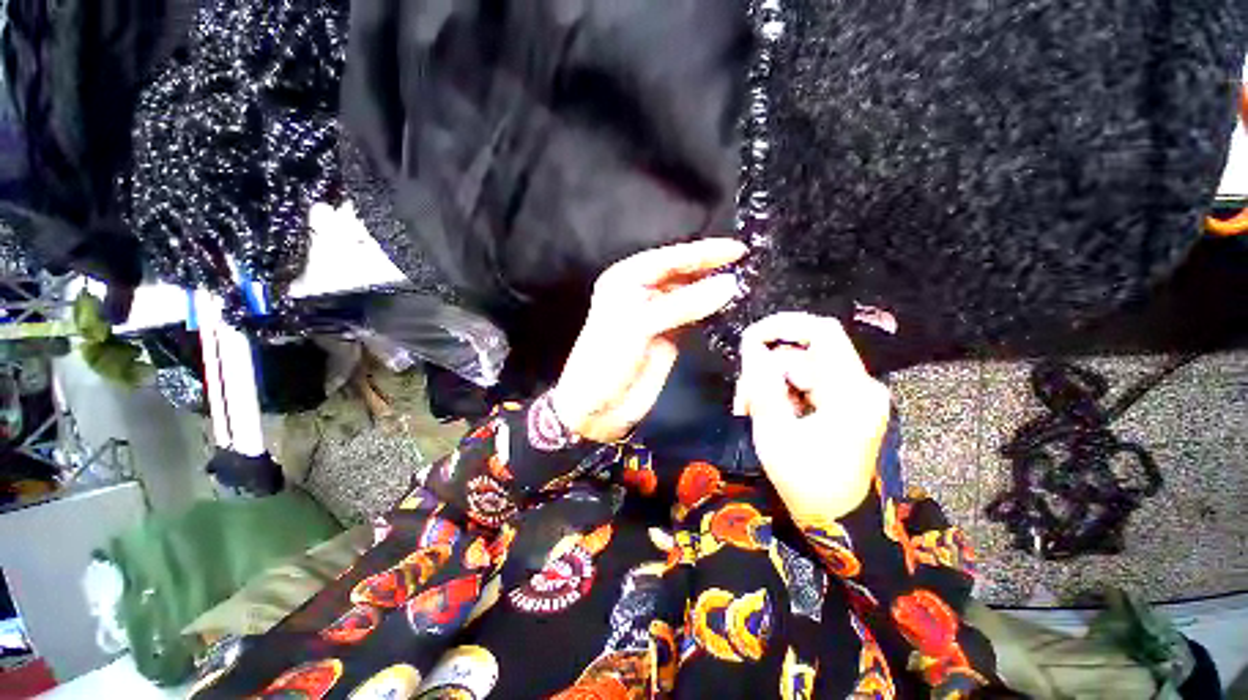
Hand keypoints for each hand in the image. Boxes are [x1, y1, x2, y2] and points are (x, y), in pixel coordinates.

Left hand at [551, 239, 747, 442]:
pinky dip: (709, 309)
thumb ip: (683, 304)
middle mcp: (641, 292)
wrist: (599, 406)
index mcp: (626, 279)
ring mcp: (656, 314)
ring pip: (688, 293)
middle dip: (709, 267)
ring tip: (743, 280)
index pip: (669, 259)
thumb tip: (729, 284)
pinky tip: (727, 304)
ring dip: (712, 288)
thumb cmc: (609, 359)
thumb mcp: (640, 325)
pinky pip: (692, 315)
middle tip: (744, 262)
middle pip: (680, 273)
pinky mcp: (668, 335)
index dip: (702, 253)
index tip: (737, 250)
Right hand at [734, 313, 890, 522]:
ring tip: (751, 411)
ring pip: (801, 368)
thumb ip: (762, 385)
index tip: (750, 337)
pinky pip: (807, 382)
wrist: (836, 521)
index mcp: (852, 393)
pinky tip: (768, 412)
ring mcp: (855, 395)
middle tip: (743, 399)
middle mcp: (861, 386)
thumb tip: (750, 346)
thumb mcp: (774, 433)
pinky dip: (782, 392)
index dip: (784, 325)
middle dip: (767, 369)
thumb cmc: (805, 483)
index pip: (822, 332)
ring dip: (770, 384)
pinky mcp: (846, 404)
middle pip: (804, 354)